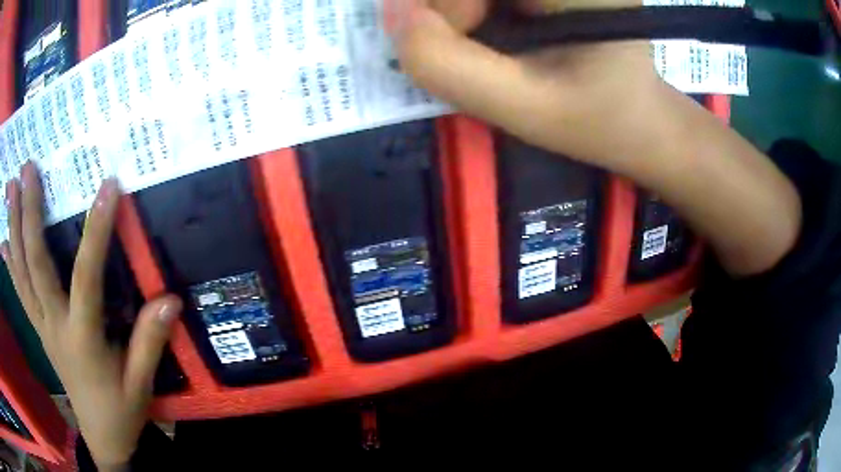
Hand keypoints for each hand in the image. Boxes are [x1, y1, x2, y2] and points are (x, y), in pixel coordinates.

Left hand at [2, 163, 181, 469]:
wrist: (101, 437)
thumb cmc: (121, 411)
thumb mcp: (141, 384)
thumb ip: (150, 342)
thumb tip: (170, 300)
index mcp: (82, 339)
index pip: (87, 277)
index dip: (97, 231)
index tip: (108, 187)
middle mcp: (54, 325)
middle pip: (35, 264)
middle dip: (29, 213)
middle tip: (27, 170)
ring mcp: (42, 327)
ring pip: (21, 272)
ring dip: (13, 228)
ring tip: (10, 190)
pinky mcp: (38, 330)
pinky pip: (20, 292)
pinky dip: (10, 265)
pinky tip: (4, 243)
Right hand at [386, 0, 801, 275]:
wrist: (642, 120)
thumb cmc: (598, 119)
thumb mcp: (525, 108)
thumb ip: (449, 66)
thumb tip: (392, 14)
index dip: (447, 7)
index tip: (463, 45)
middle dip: (452, 9)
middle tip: (477, 45)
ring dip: (460, 11)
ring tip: (492, 44)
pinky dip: (472, 10)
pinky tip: (496, 31)